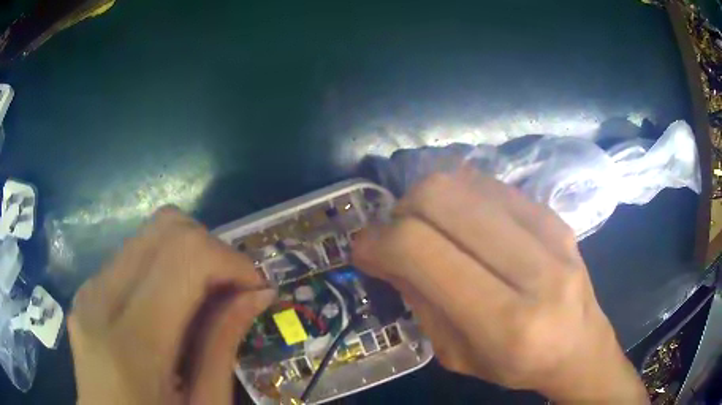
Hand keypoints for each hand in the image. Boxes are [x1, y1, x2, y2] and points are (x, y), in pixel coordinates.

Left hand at [69, 207, 275, 404]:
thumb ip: (223, 346)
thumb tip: (258, 292)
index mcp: (130, 346)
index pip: (185, 255)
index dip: (231, 260)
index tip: (255, 289)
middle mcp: (99, 302)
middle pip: (164, 228)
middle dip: (211, 250)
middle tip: (232, 290)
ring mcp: (87, 292)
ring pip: (147, 235)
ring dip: (187, 256)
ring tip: (205, 297)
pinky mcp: (85, 291)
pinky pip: (131, 256)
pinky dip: (163, 267)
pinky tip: (172, 305)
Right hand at [352, 169, 647, 403]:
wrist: (580, 345)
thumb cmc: (516, 365)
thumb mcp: (456, 354)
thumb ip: (419, 300)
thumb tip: (382, 251)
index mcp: (506, 322)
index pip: (421, 250)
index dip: (378, 241)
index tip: (363, 250)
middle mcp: (535, 269)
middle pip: (440, 197)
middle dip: (400, 211)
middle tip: (397, 237)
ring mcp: (550, 231)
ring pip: (462, 182)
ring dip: (427, 201)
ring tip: (428, 229)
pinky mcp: (554, 214)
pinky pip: (488, 185)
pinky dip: (459, 198)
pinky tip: (462, 224)